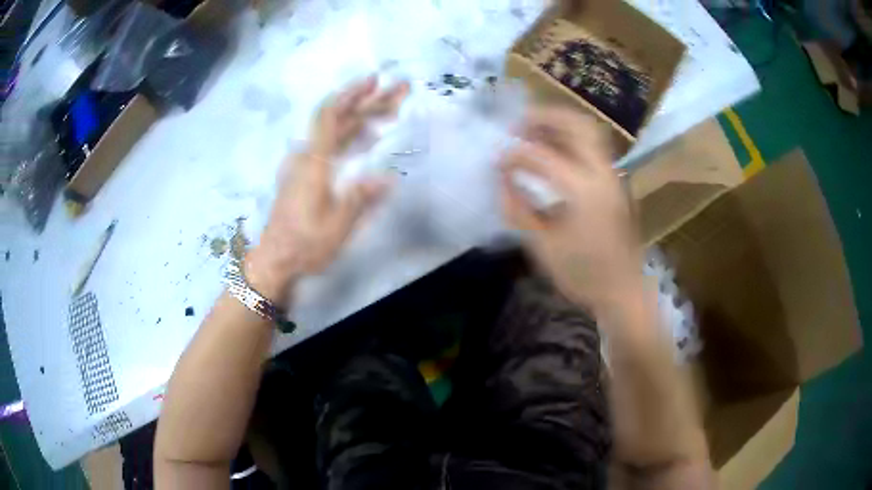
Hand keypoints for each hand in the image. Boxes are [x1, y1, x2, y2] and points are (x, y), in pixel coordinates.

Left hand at [245, 76, 409, 303]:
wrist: (275, 259)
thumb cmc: (304, 244)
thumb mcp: (337, 227)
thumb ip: (360, 198)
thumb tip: (388, 178)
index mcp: (313, 163)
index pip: (330, 116)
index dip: (351, 94)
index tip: (373, 82)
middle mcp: (308, 157)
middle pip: (338, 119)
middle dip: (368, 103)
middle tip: (398, 93)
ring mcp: (306, 165)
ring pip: (336, 132)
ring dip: (362, 118)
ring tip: (390, 111)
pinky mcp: (307, 175)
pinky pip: (331, 146)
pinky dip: (352, 136)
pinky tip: (368, 137)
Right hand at [500, 107, 642, 313]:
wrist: (623, 292)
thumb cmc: (583, 274)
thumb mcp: (543, 246)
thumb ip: (518, 209)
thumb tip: (502, 180)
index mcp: (583, 190)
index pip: (542, 156)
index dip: (513, 155)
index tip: (496, 161)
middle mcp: (603, 173)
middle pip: (577, 124)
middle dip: (545, 117)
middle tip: (519, 125)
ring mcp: (613, 176)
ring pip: (589, 132)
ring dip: (560, 125)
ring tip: (534, 133)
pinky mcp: (616, 183)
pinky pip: (592, 148)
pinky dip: (571, 140)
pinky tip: (553, 154)